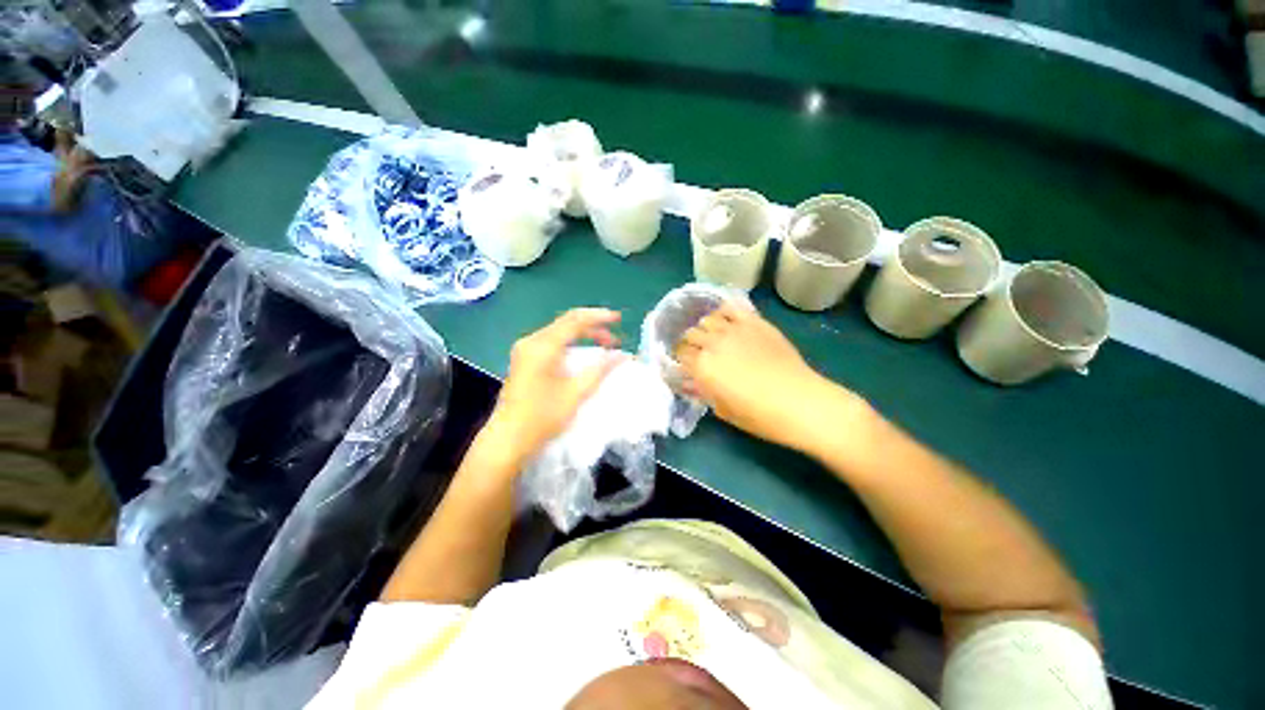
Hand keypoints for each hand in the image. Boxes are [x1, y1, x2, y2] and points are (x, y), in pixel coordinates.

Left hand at [475, 308, 624, 472]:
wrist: (508, 439)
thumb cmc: (543, 417)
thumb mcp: (576, 393)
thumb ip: (600, 369)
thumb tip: (622, 355)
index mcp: (543, 346)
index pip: (575, 320)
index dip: (599, 317)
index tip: (618, 319)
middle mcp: (531, 341)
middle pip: (566, 323)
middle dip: (593, 327)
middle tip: (614, 340)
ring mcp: (525, 350)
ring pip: (559, 332)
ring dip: (582, 335)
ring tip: (603, 345)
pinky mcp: (524, 359)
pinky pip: (551, 342)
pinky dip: (570, 344)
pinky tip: (582, 353)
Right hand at [675, 303, 864, 454]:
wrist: (801, 402)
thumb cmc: (759, 415)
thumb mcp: (722, 410)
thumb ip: (702, 392)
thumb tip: (692, 381)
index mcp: (701, 366)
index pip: (679, 354)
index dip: (680, 360)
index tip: (684, 366)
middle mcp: (713, 343)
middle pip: (690, 334)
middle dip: (690, 344)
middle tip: (698, 354)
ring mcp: (734, 329)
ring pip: (707, 319)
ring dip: (705, 329)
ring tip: (712, 338)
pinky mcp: (754, 322)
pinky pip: (731, 309)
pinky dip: (723, 314)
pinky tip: (727, 323)